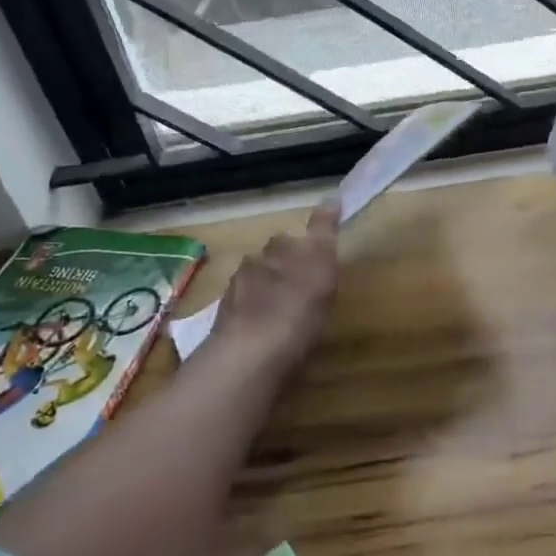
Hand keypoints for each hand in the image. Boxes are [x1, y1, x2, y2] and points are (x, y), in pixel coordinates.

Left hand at [209, 202, 340, 369]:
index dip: (307, 244)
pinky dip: (253, 314)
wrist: (249, 357)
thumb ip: (323, 232)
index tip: (315, 257)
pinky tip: (263, 331)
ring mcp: (235, 293)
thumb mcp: (321, 267)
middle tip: (301, 286)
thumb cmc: (297, 311)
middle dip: (283, 266)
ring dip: (265, 290)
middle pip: (271, 257)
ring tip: (281, 311)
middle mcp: (255, 263)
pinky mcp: (224, 323)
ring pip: (254, 282)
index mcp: (279, 249)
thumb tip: (330, 198)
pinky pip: (243, 310)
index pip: (292, 237)